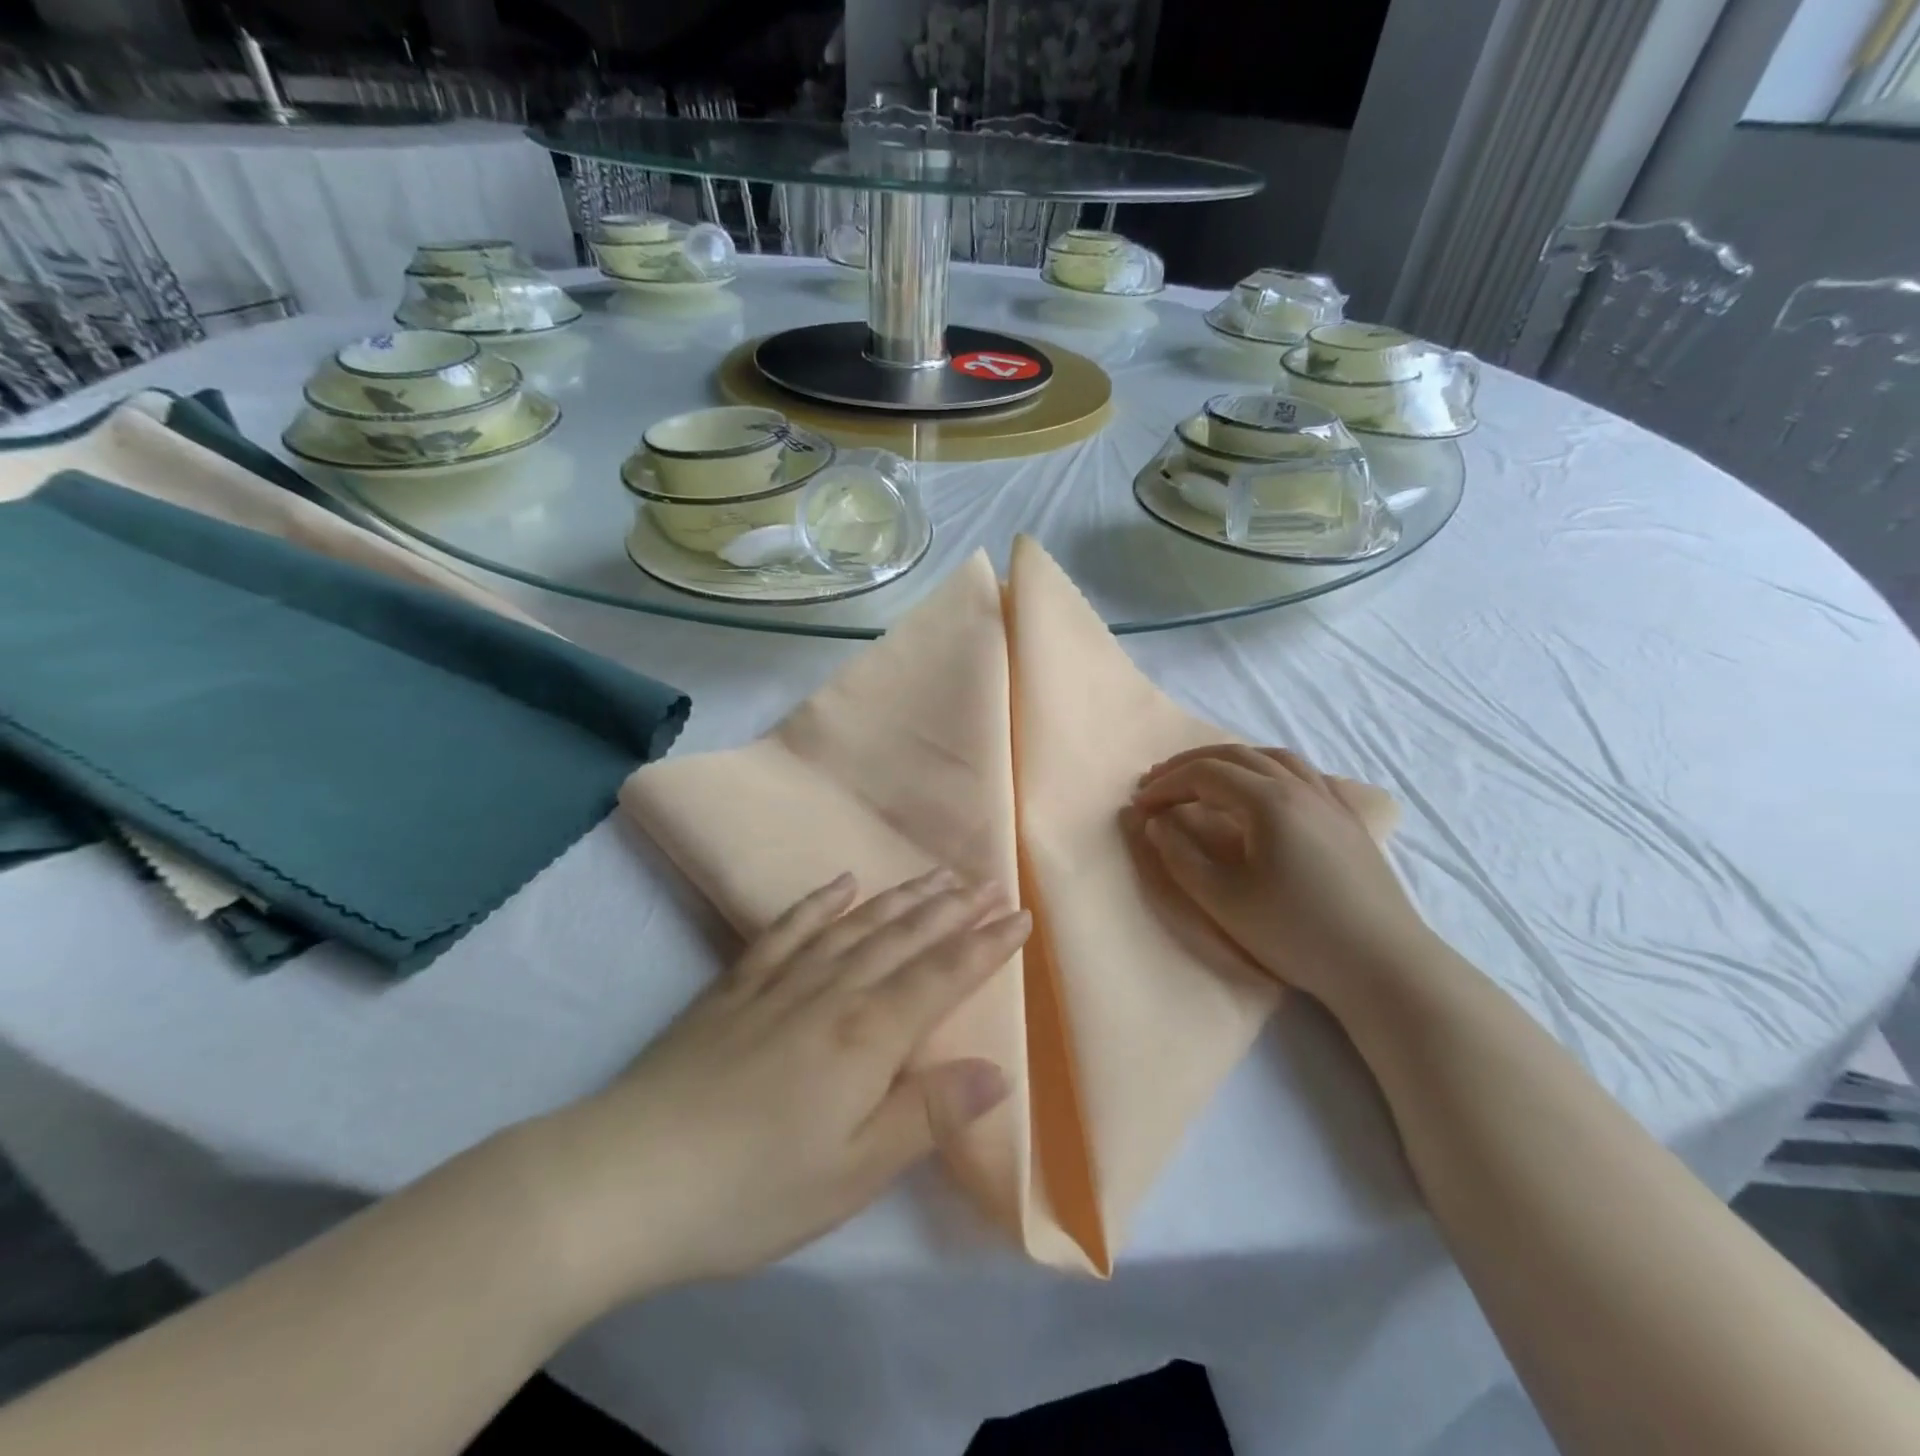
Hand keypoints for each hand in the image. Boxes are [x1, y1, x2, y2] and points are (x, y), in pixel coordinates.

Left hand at [521, 870, 1028, 1306]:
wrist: (629, 1175)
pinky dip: (819, 902)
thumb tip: (997, 1071)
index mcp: (868, 1036)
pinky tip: (841, 885)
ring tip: (935, 875)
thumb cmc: (753, 1188)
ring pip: (857, 925)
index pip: (943, 976)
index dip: (986, 945)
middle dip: (953, 909)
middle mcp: (833, 992)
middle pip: (905, 938)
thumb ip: (928, 1115)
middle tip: (988, 880)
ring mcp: (781, 982)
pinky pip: (788, 929)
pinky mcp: (737, 986)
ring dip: (901, 898)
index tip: (1021, 916)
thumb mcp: (854, 1172)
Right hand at [1128, 745, 1430, 1011]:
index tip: (1139, 806)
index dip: (1166, 785)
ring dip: (1230, 760)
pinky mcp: (1349, 819)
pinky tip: (1265, 787)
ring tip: (1204, 777)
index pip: (1205, 774)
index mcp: (1269, 801)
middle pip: (1236, 755)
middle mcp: (1301, 787)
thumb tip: (1155, 823)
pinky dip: (1269, 768)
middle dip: (1190, 765)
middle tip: (1157, 782)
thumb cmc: (1296, 933)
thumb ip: (1180, 856)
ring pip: (1273, 757)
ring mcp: (1330, 800)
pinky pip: (1304, 773)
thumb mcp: (1223, 900)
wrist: (1382, 965)